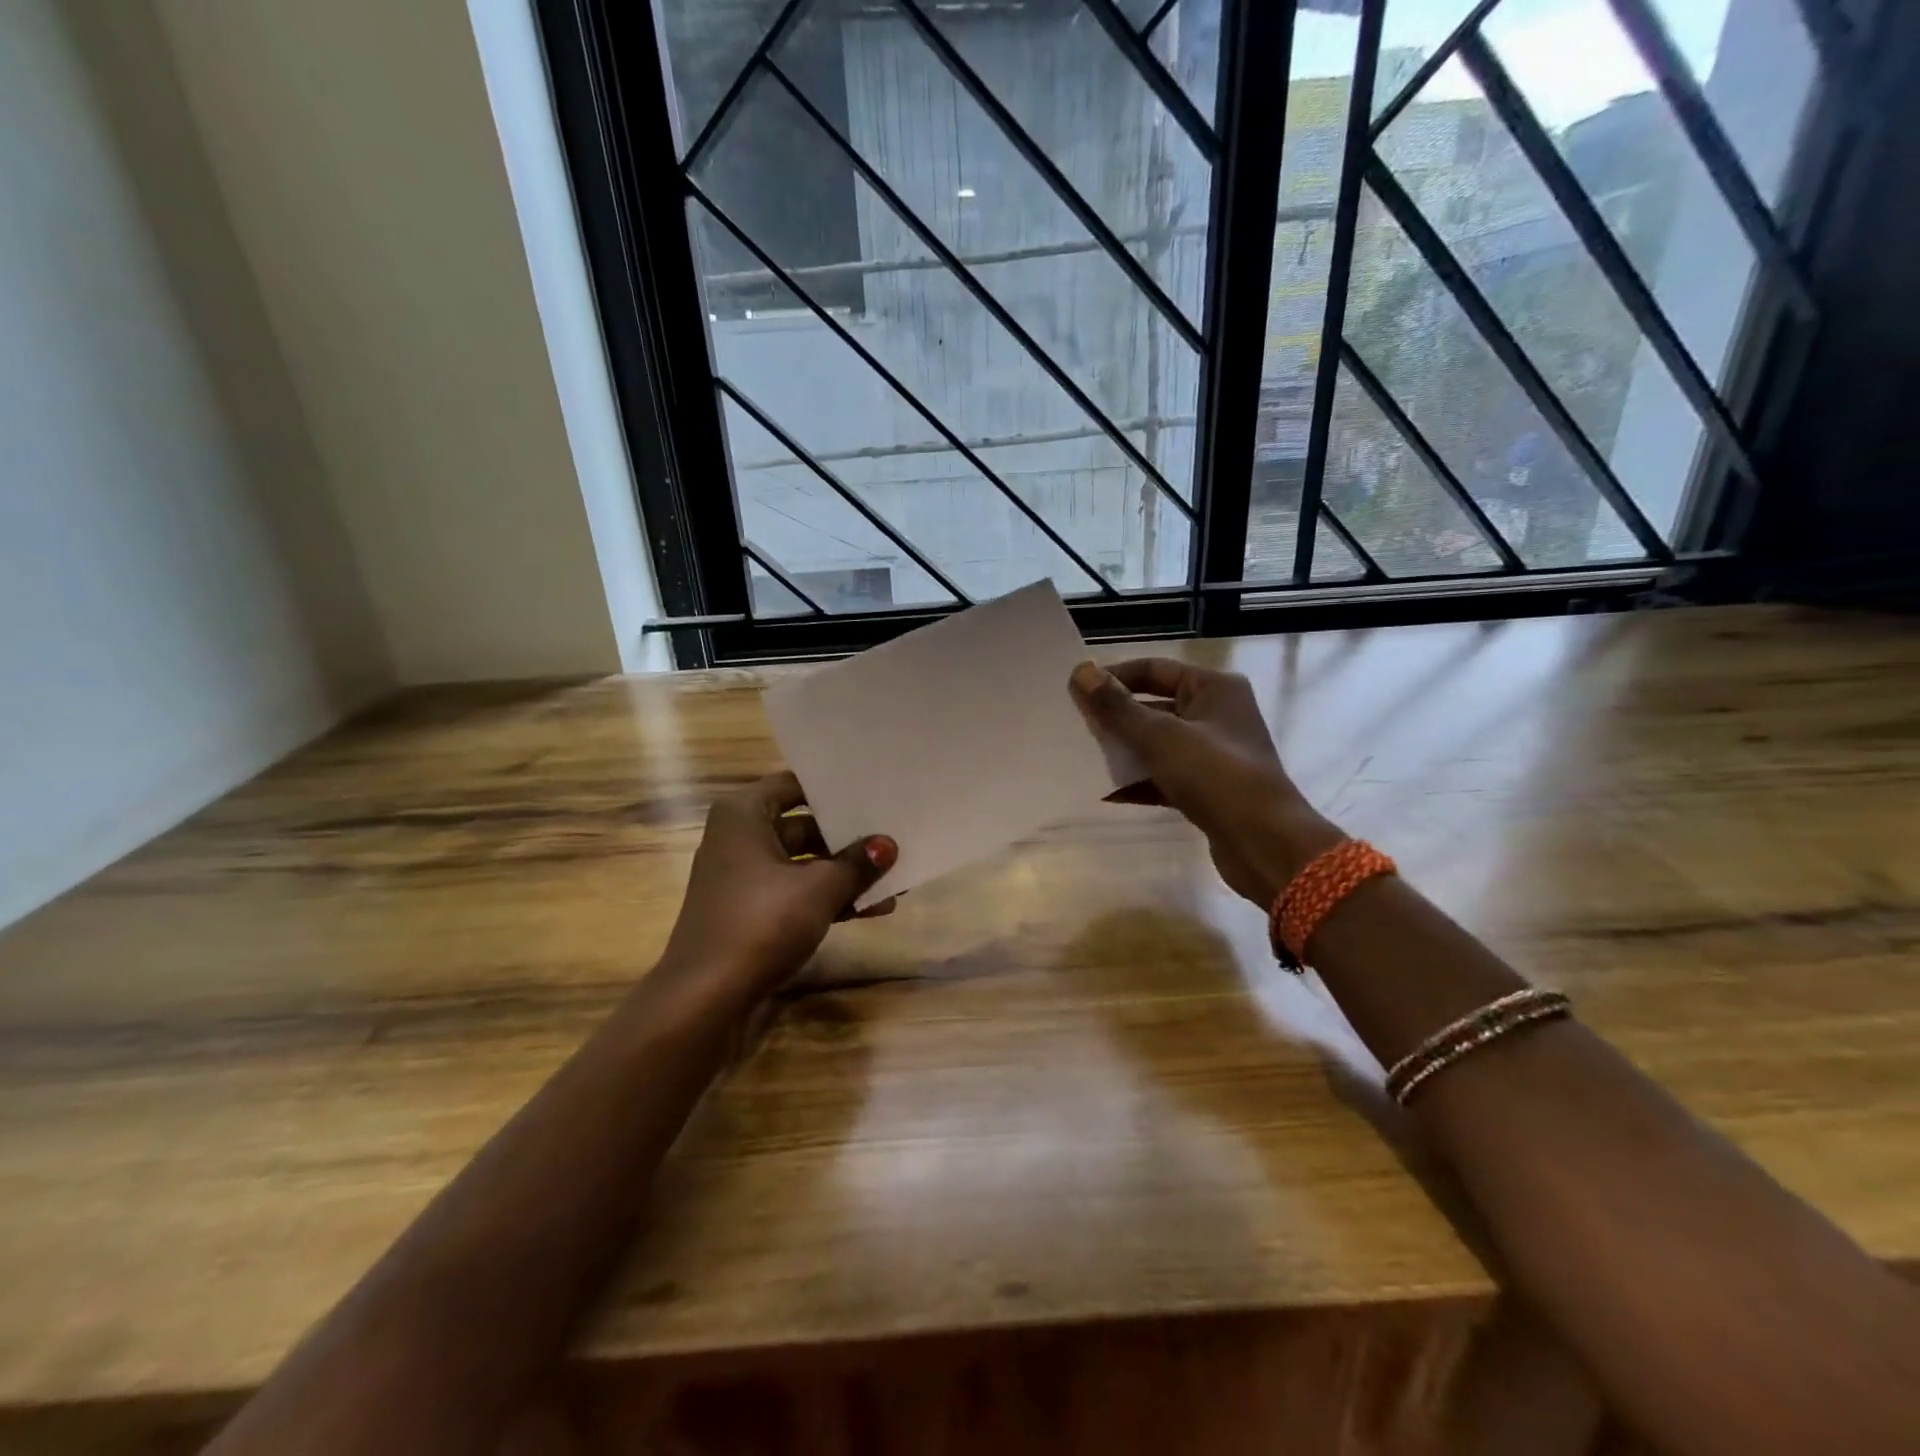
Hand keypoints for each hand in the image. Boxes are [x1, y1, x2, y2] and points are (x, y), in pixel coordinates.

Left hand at [660, 772, 896, 998]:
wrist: (706, 998)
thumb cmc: (761, 923)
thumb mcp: (819, 889)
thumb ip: (857, 863)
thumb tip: (888, 844)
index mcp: (744, 815)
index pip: (795, 784)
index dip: (834, 787)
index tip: (874, 789)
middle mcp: (739, 838)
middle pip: (803, 825)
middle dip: (848, 836)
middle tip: (893, 833)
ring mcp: (743, 878)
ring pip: (803, 863)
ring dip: (844, 872)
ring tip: (894, 876)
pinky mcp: (750, 912)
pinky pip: (796, 892)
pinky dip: (828, 898)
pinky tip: (872, 909)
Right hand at [1071, 658, 1341, 906]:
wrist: (1265, 845)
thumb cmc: (1216, 776)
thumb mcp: (1160, 737)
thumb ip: (1117, 706)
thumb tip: (1080, 671)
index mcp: (1214, 688)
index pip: (1152, 669)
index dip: (1113, 676)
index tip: (1074, 691)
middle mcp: (1216, 714)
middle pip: (1153, 705)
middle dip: (1115, 716)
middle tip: (1072, 724)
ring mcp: (1213, 753)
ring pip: (1157, 743)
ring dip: (1123, 749)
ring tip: (1081, 756)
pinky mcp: (1208, 788)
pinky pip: (1164, 775)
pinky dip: (1138, 781)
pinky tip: (1104, 792)